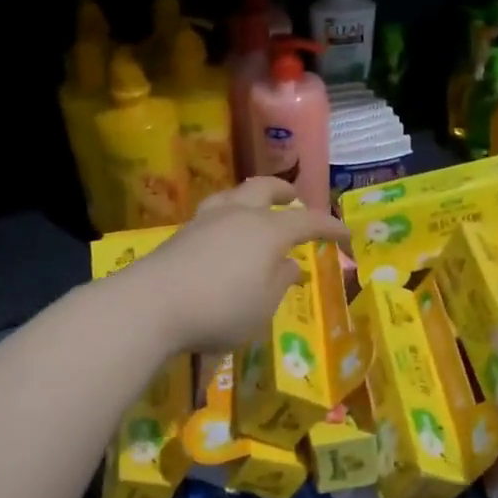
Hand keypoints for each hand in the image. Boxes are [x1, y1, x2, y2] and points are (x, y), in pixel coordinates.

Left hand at [119, 178, 348, 353]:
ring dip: (251, 197)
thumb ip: (280, 282)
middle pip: (264, 189)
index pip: (307, 220)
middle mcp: (238, 215)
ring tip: (256, 208)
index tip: (345, 233)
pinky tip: (224, 232)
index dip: (329, 226)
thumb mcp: (262, 306)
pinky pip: (213, 213)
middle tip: (294, 198)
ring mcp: (206, 220)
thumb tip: (289, 265)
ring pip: (234, 195)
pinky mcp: (181, 233)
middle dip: (283, 192)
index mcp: (268, 231)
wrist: (152, 305)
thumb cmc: (220, 309)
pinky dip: (228, 215)